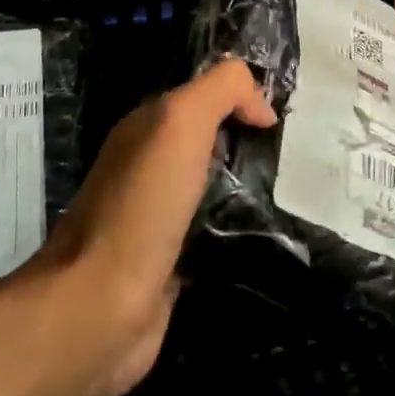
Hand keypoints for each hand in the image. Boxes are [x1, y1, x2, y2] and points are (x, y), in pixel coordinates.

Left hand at [39, 60, 274, 395]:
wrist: (101, 305)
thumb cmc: (143, 205)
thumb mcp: (180, 121)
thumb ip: (221, 90)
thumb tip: (261, 106)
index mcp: (147, 126)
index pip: (204, 94)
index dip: (243, 96)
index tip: (280, 118)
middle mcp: (151, 164)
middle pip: (212, 137)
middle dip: (251, 138)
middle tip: (293, 152)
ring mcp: (161, 214)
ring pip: (218, 182)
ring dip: (251, 182)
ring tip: (291, 188)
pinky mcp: (174, 259)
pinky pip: (217, 227)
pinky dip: (241, 224)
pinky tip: (269, 229)